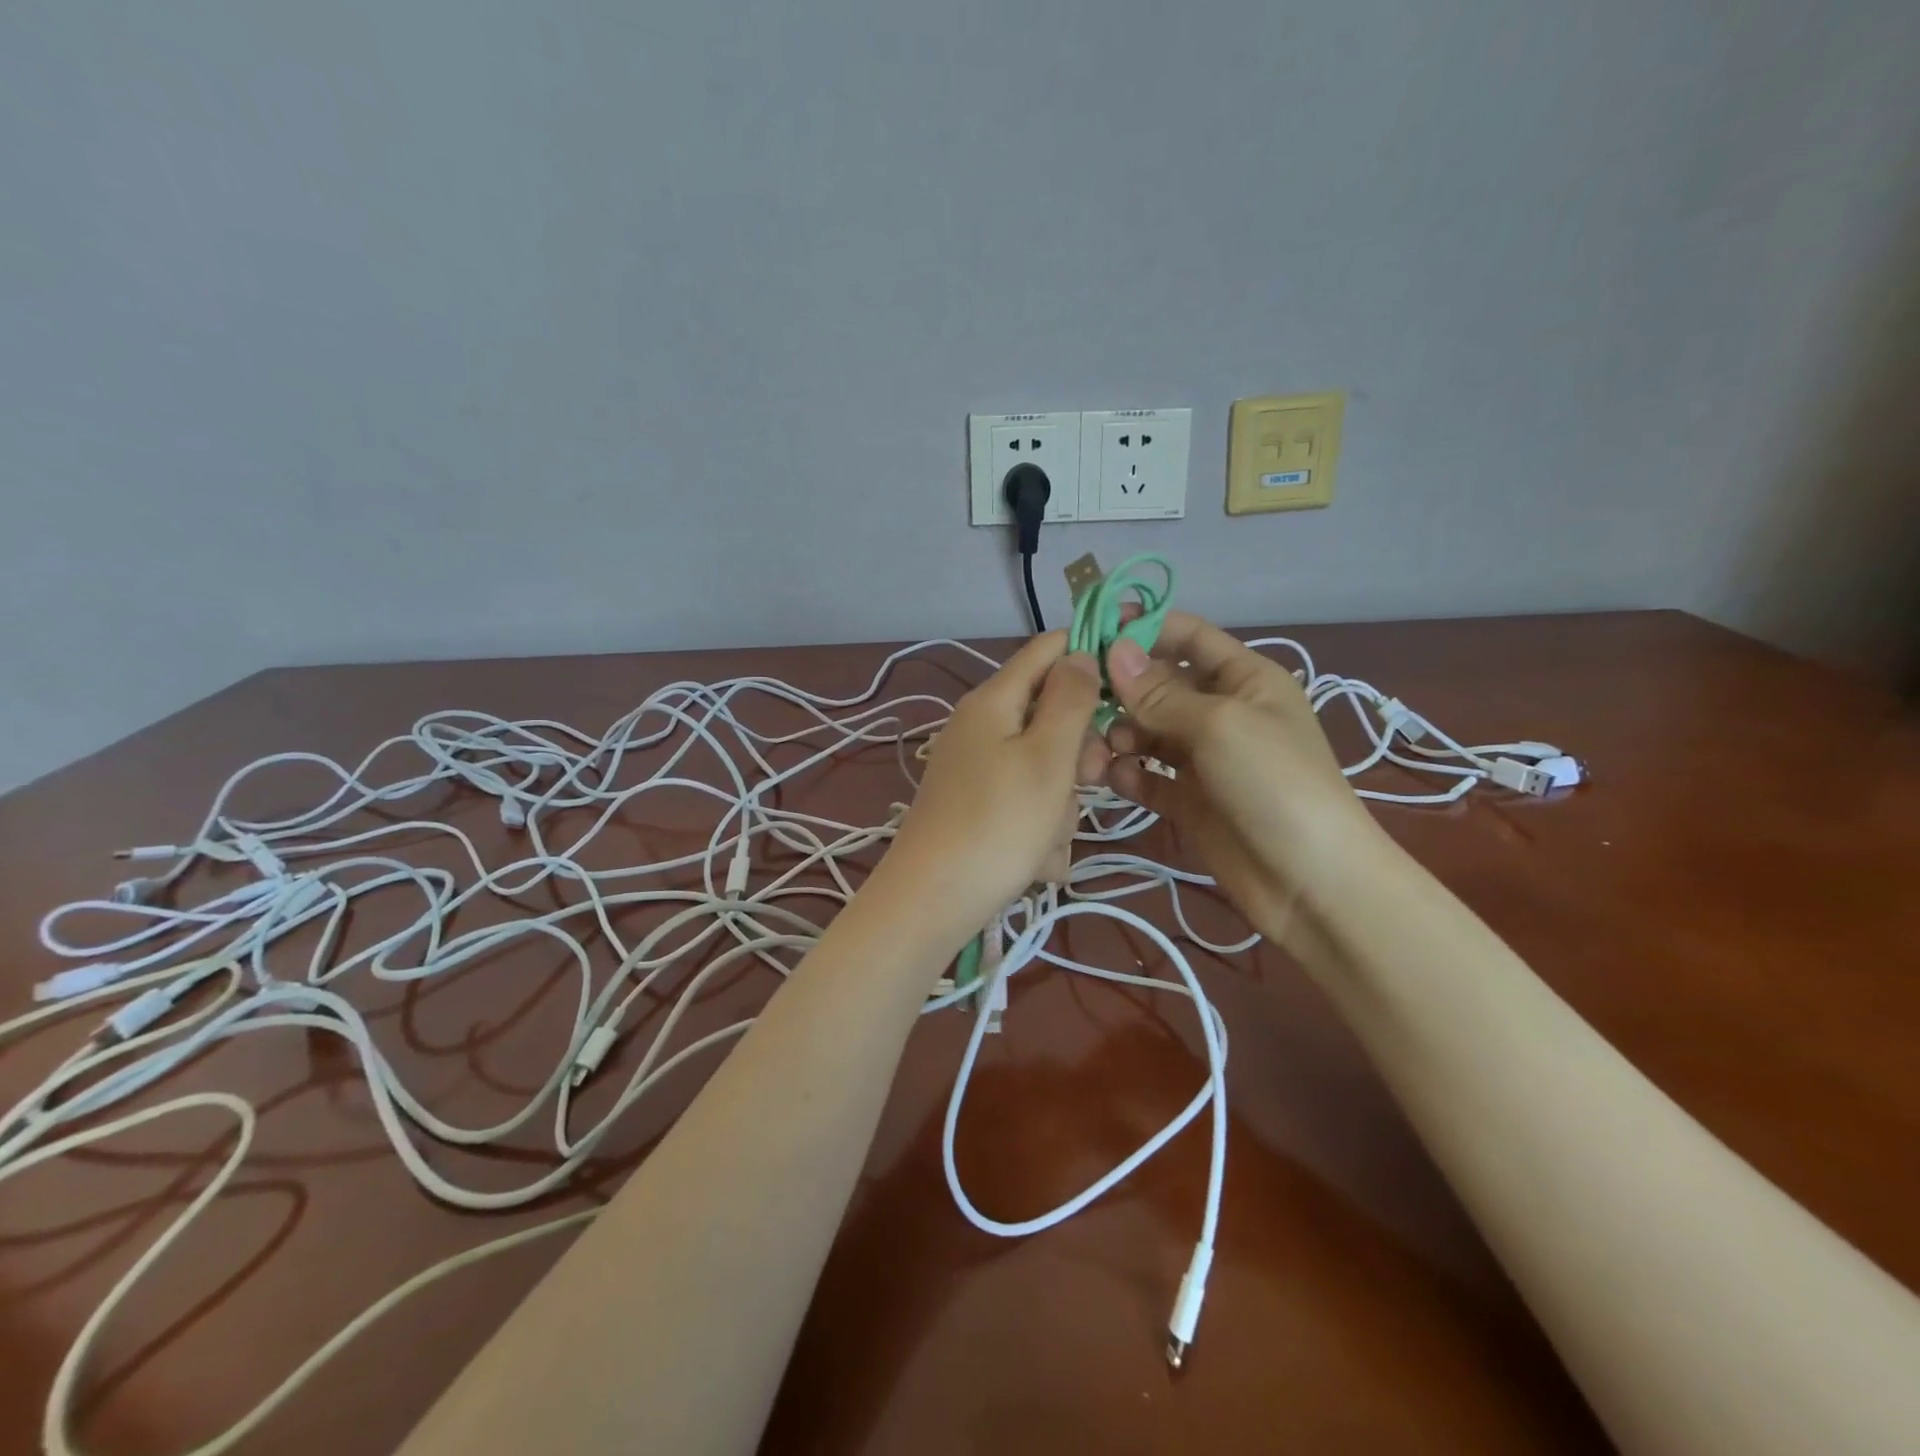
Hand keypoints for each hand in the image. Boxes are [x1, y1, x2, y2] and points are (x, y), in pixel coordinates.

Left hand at [886, 632, 1106, 935]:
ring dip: (1060, 807)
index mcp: (993, 701)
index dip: (1089, 653)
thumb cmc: (999, 824)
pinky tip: (1034, 862)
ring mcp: (978, 770)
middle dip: (1078, 754)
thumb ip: (1069, 700)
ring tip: (1046, 840)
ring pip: (1046, 770)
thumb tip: (1079, 653)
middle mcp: (981, 727)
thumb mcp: (1047, 757)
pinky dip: (1038, 831)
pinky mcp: (980, 808)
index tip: (1129, 686)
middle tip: (1088, 780)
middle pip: (1052, 717)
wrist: (933, 902)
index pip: (1048, 649)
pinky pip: (1027, 805)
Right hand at [1103, 611, 1383, 946]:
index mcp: (1244, 678)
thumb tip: (1112, 649)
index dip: (1143, 627)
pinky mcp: (1187, 800)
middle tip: (1078, 698)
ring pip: (1145, 732)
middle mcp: (1221, 712)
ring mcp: (1202, 759)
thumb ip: (1160, 692)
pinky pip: (1145, 776)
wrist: (1309, 882)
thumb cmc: (1273, 783)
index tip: (1091, 628)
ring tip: (1099, 750)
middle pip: (1158, 685)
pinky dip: (1127, 774)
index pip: (1187, 637)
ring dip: (1118, 734)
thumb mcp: (1218, 725)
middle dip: (1121, 688)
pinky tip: (1113, 779)